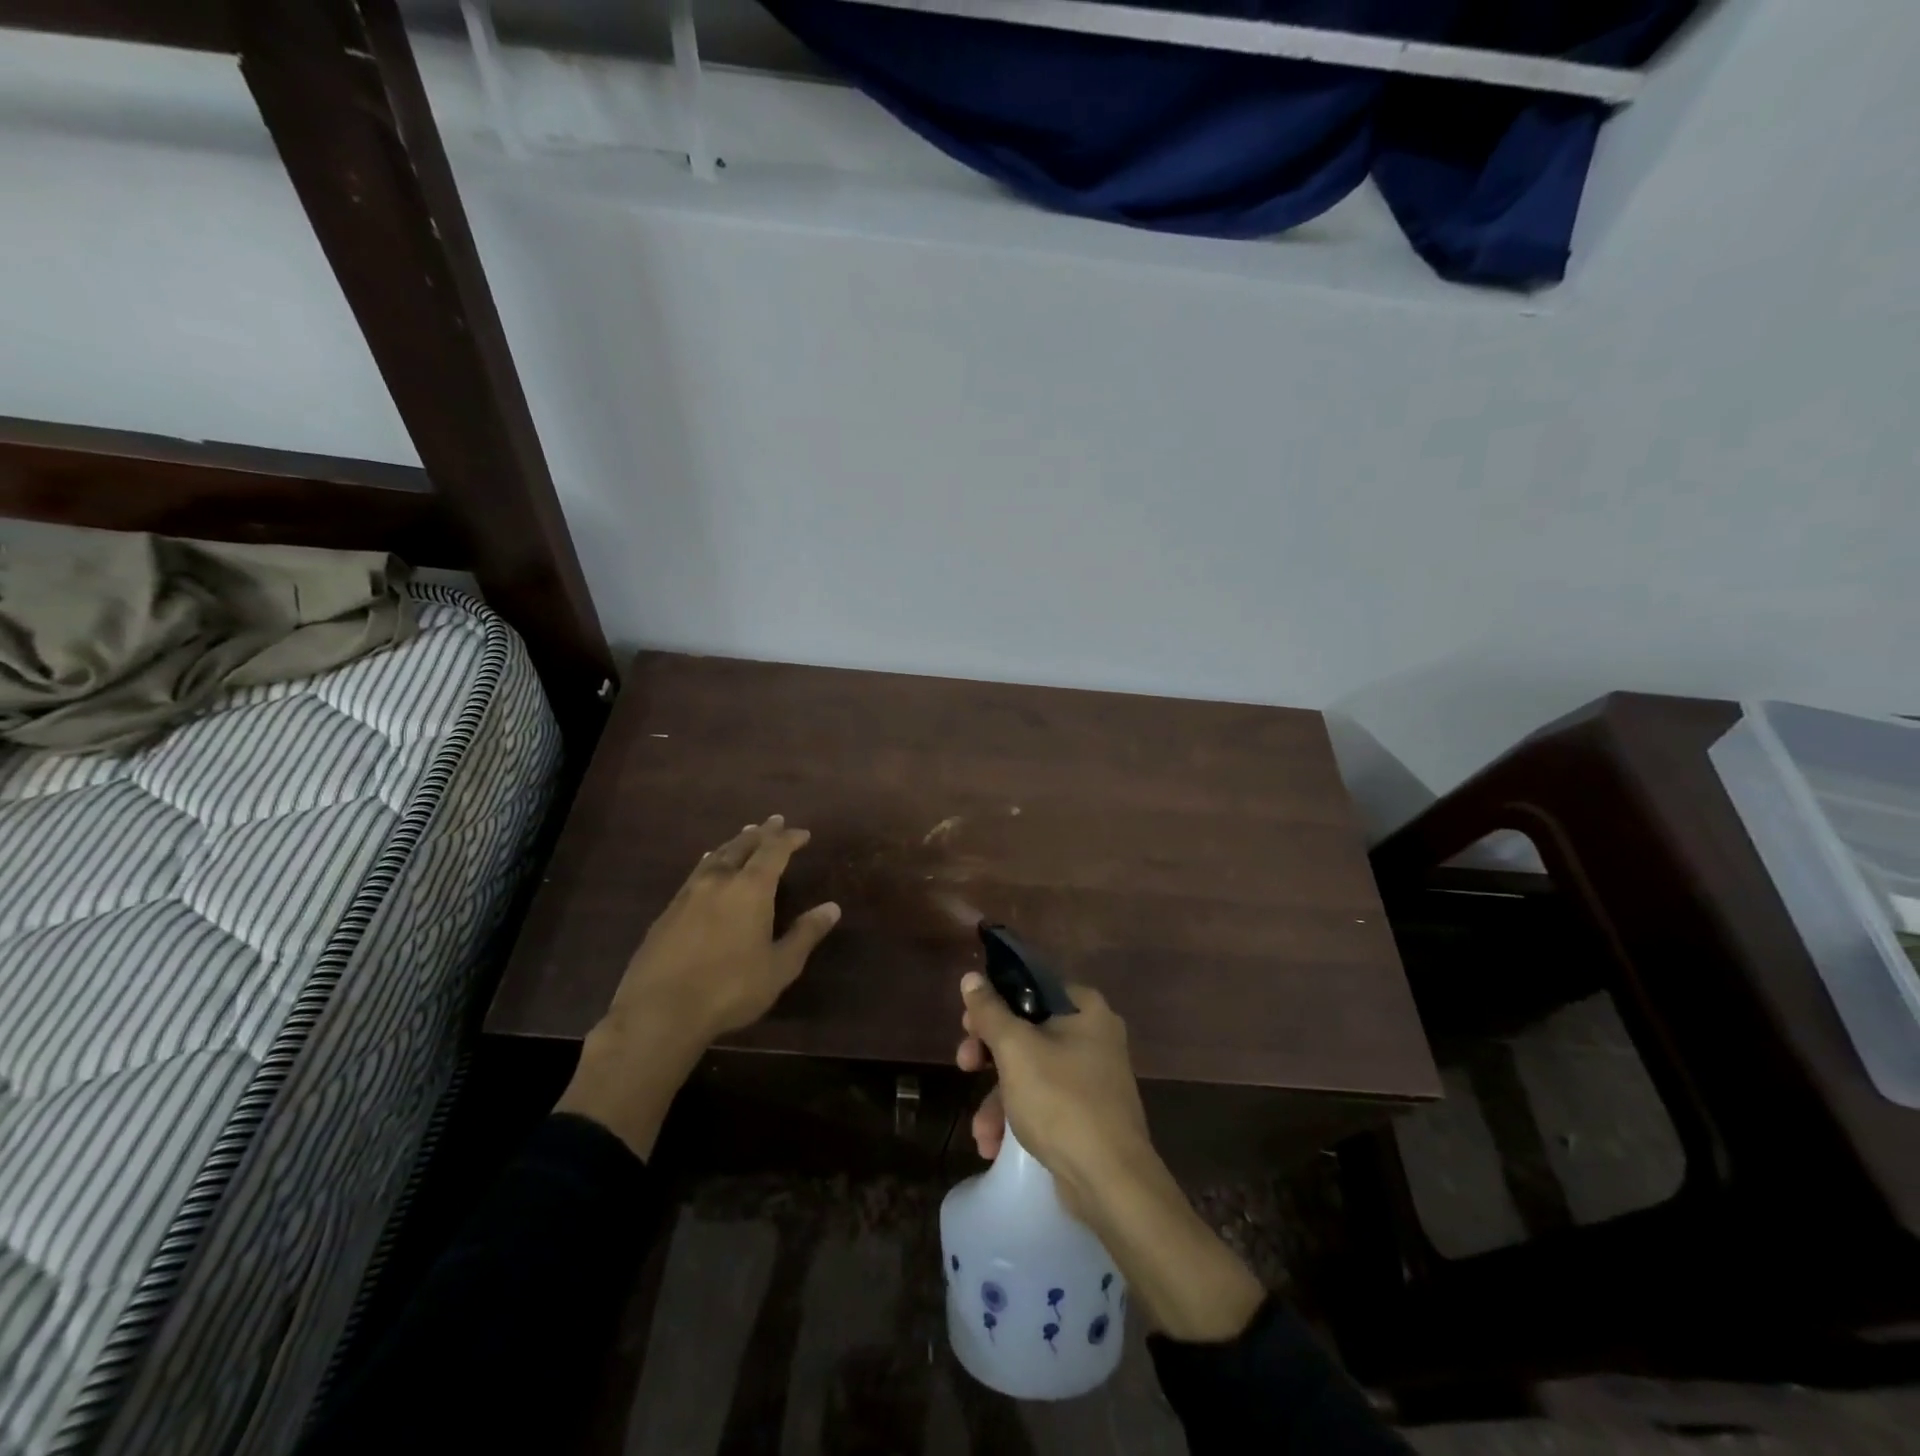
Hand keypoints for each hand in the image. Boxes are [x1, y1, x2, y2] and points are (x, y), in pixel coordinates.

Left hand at [558, 816, 839, 1157]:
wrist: (659, 1012)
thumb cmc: (730, 989)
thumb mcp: (780, 967)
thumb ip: (805, 934)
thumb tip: (832, 908)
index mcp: (750, 889)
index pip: (774, 851)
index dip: (789, 839)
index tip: (803, 833)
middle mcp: (719, 881)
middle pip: (742, 846)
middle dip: (761, 833)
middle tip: (773, 821)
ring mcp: (688, 895)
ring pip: (715, 857)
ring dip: (733, 843)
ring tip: (742, 835)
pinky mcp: (666, 913)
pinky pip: (695, 874)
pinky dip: (709, 862)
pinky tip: (706, 868)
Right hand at [955, 972, 1265, 1342]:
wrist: (1112, 1182)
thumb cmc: (1062, 1101)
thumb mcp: (1016, 1050)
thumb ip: (990, 1012)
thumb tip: (971, 977)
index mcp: (1085, 1008)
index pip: (1031, 987)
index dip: (995, 1002)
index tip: (968, 1024)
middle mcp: (1094, 1035)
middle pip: (1028, 1030)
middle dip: (990, 1056)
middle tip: (964, 1066)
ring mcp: (1094, 1076)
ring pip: (1032, 1070)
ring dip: (998, 1098)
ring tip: (981, 1131)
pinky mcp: (1089, 1113)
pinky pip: (1045, 1102)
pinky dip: (1020, 1117)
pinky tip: (995, 1146)